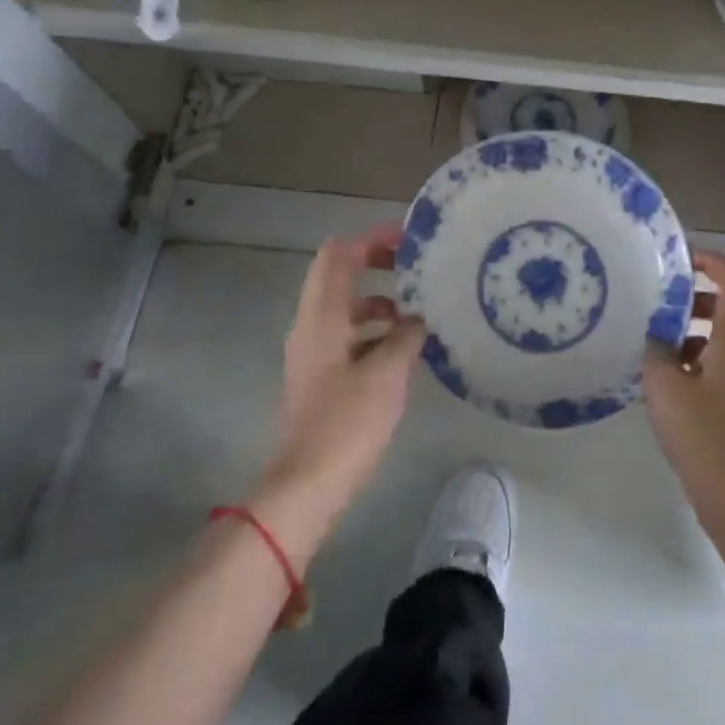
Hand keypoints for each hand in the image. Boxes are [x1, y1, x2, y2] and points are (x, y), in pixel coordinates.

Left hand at [249, 226, 425, 564]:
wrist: (306, 486)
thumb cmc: (347, 423)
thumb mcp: (388, 373)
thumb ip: (406, 336)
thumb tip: (418, 320)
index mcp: (322, 315)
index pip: (340, 253)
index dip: (373, 238)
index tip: (410, 238)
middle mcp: (311, 325)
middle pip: (340, 274)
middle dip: (377, 264)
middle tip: (416, 268)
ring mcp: (313, 351)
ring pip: (346, 307)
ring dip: (379, 301)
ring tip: (418, 314)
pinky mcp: (320, 375)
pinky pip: (348, 335)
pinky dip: (374, 330)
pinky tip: (404, 349)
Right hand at [643, 252, 724, 567]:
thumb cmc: (702, 432)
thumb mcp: (665, 386)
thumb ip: (655, 350)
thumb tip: (653, 336)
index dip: (710, 260)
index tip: (679, 259)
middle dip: (694, 295)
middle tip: (658, 299)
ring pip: (719, 335)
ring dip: (690, 328)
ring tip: (652, 337)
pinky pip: (715, 361)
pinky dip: (692, 356)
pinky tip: (661, 375)